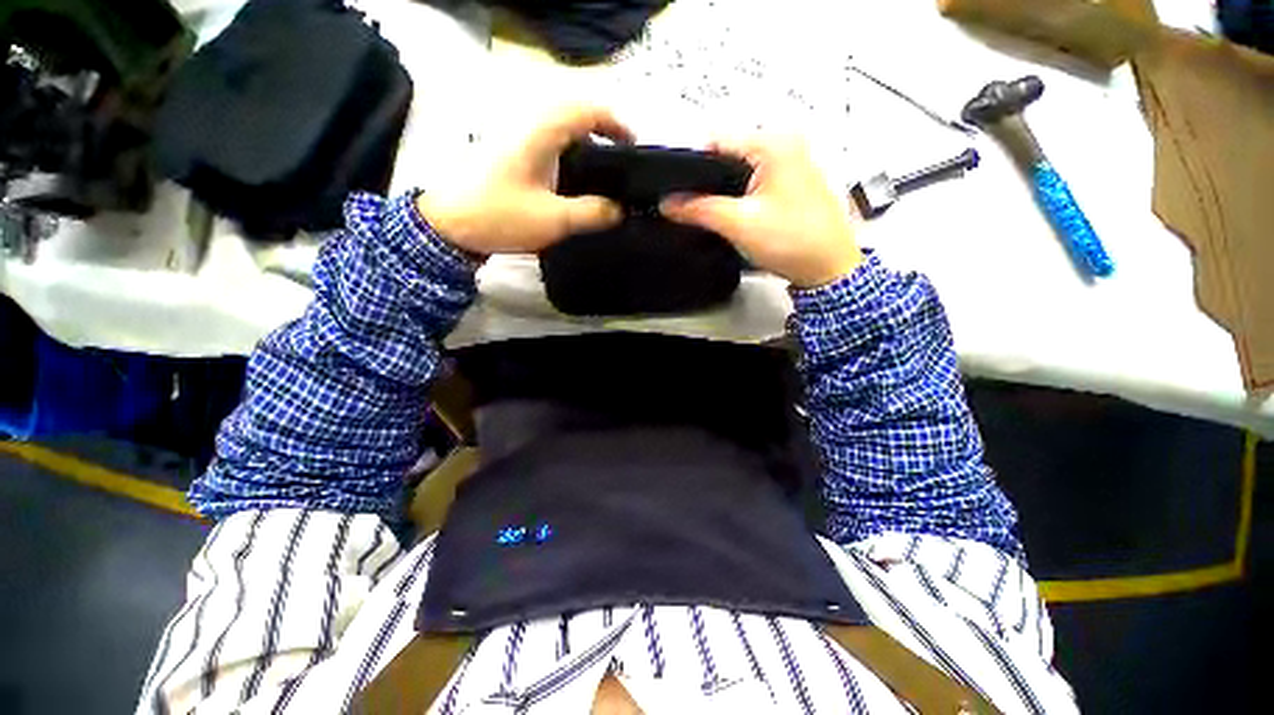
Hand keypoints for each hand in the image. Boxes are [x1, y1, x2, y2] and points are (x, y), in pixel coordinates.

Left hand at [416, 105, 632, 256]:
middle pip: (576, 114)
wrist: (448, 224)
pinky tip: (577, 180)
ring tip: (606, 173)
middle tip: (623, 162)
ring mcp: (518, 137)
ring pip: (563, 128)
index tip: (634, 147)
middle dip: (605, 132)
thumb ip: (591, 213)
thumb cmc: (500, 216)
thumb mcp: (553, 220)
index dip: (616, 123)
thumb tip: (619, 210)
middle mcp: (530, 125)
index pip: (587, 109)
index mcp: (541, 132)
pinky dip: (571, 153)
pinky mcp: (512, 153)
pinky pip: (551, 142)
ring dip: (588, 142)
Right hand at [659, 137, 861, 288]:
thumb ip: (699, 209)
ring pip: (739, 170)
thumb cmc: (795, 242)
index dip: (690, 165)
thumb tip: (669, 203)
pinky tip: (734, 214)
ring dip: (722, 190)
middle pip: (727, 154)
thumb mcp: (738, 223)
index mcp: (773, 143)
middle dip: (706, 180)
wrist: (828, 268)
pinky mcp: (790, 182)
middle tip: (692, 207)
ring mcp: (790, 163)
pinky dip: (738, 195)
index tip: (675, 189)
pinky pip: (753, 181)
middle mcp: (784, 144)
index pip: (716, 140)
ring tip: (712, 213)